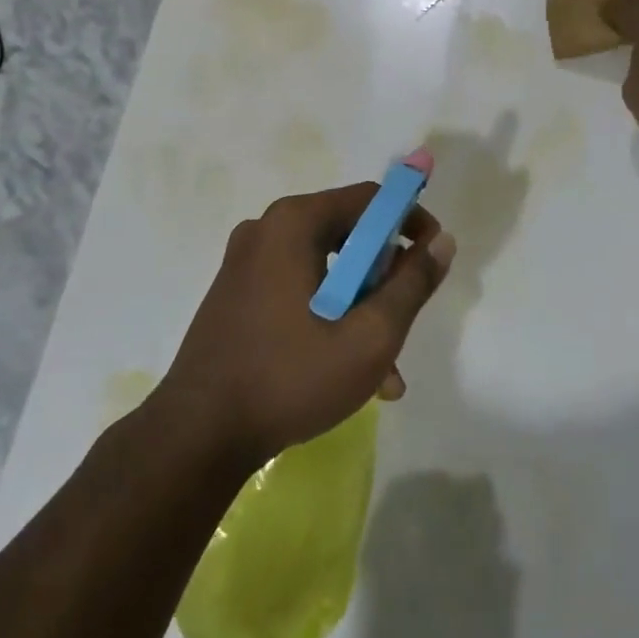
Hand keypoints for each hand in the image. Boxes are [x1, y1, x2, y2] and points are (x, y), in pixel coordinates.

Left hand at [157, 184, 454, 468]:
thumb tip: (443, 241)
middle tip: (405, 318)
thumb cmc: (289, 379)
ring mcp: (246, 261)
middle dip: (385, 276)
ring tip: (384, 367)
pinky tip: (346, 369)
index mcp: (295, 222)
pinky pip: (299, 287)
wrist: (195, 438)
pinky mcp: (237, 292)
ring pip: (326, 267)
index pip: (370, 199)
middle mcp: (267, 228)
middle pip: (348, 233)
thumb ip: (412, 284)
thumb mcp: (369, 336)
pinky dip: (328, 314)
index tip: (433, 258)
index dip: (410, 222)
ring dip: (360, 306)